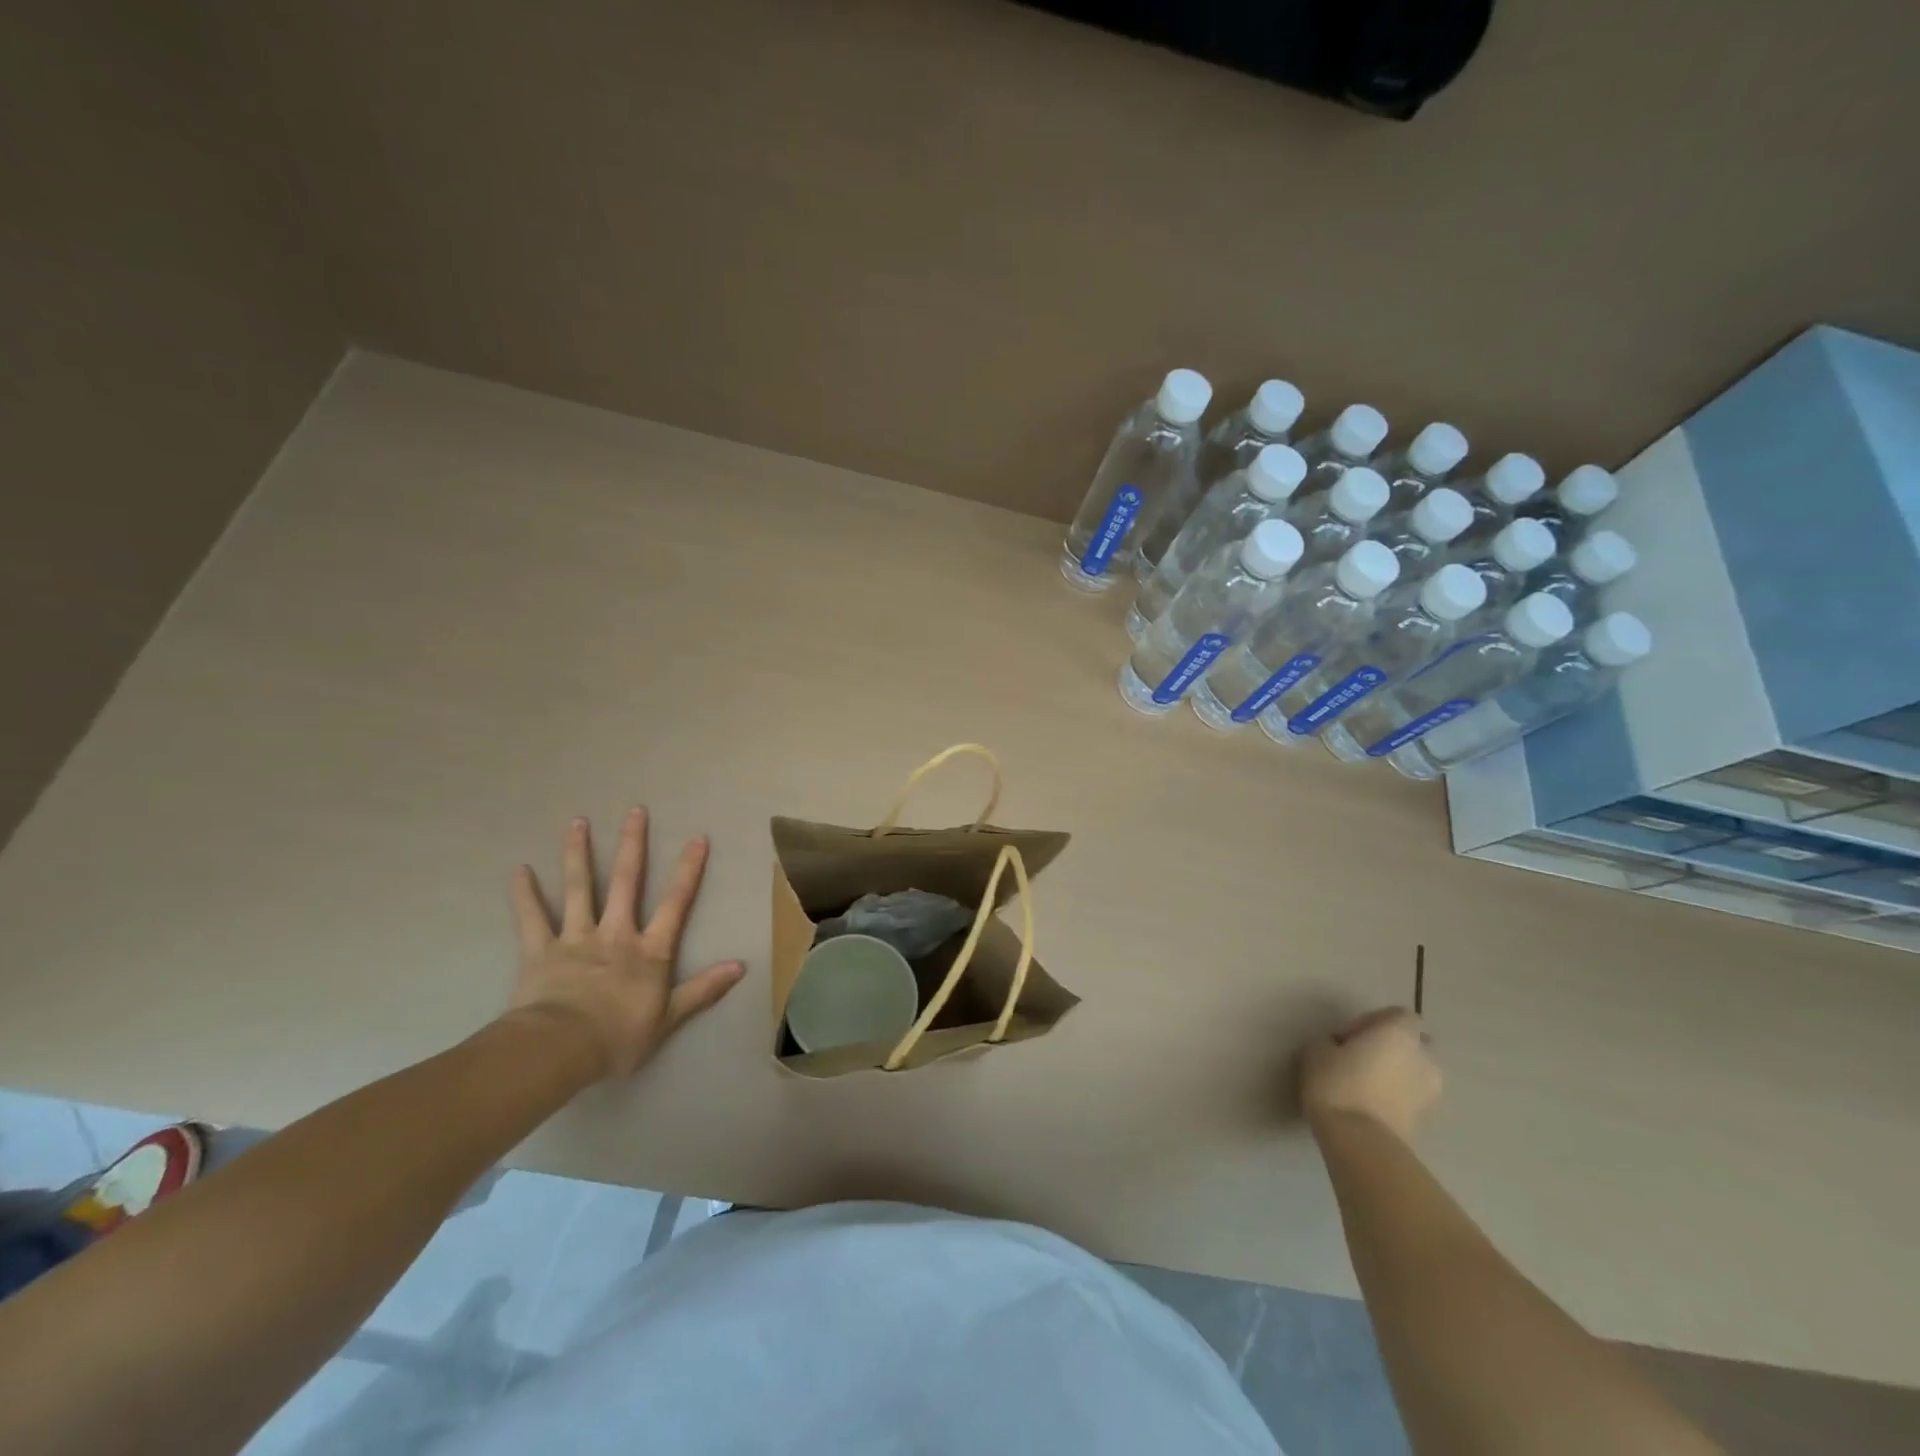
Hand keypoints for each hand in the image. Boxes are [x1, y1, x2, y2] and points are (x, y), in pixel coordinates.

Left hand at [506, 809, 745, 1078]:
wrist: (561, 1049)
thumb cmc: (619, 1037)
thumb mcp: (670, 1018)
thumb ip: (703, 989)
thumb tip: (741, 966)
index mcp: (649, 951)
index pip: (675, 903)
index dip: (688, 870)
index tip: (697, 838)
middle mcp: (615, 934)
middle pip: (626, 882)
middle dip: (632, 845)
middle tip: (635, 811)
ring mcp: (576, 939)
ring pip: (579, 889)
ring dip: (578, 854)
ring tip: (577, 821)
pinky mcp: (540, 951)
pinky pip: (531, 919)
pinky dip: (524, 894)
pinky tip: (519, 870)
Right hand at [1300, 1007, 1440, 1143]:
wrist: (1360, 1142)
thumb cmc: (1337, 1083)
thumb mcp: (1317, 1050)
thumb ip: (1333, 1041)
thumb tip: (1340, 1048)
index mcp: (1399, 1033)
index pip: (1400, 1015)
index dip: (1375, 1020)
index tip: (1349, 1036)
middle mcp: (1423, 1058)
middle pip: (1415, 1044)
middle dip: (1393, 1047)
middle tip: (1361, 1057)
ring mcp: (1430, 1092)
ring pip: (1415, 1072)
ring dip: (1397, 1073)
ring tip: (1365, 1084)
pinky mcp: (1425, 1120)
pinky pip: (1411, 1097)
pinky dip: (1396, 1096)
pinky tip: (1370, 1104)